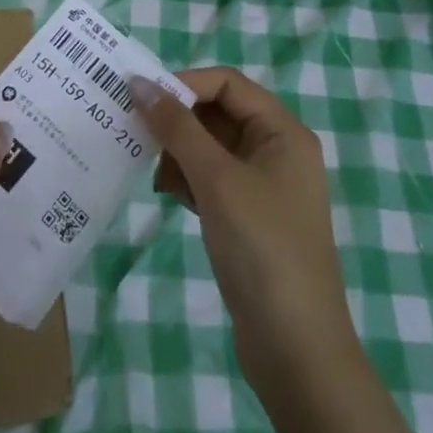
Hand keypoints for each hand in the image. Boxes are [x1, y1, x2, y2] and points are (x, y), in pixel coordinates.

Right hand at [130, 67, 357, 390]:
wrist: (295, 349)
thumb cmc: (262, 248)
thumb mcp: (217, 179)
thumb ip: (177, 127)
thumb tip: (140, 83)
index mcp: (283, 132)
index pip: (228, 84)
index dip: (185, 84)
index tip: (141, 98)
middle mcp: (276, 151)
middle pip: (218, 113)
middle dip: (178, 122)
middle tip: (137, 134)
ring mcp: (263, 187)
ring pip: (210, 147)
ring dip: (179, 153)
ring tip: (155, 175)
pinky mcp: (248, 217)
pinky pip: (211, 179)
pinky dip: (188, 180)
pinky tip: (168, 196)